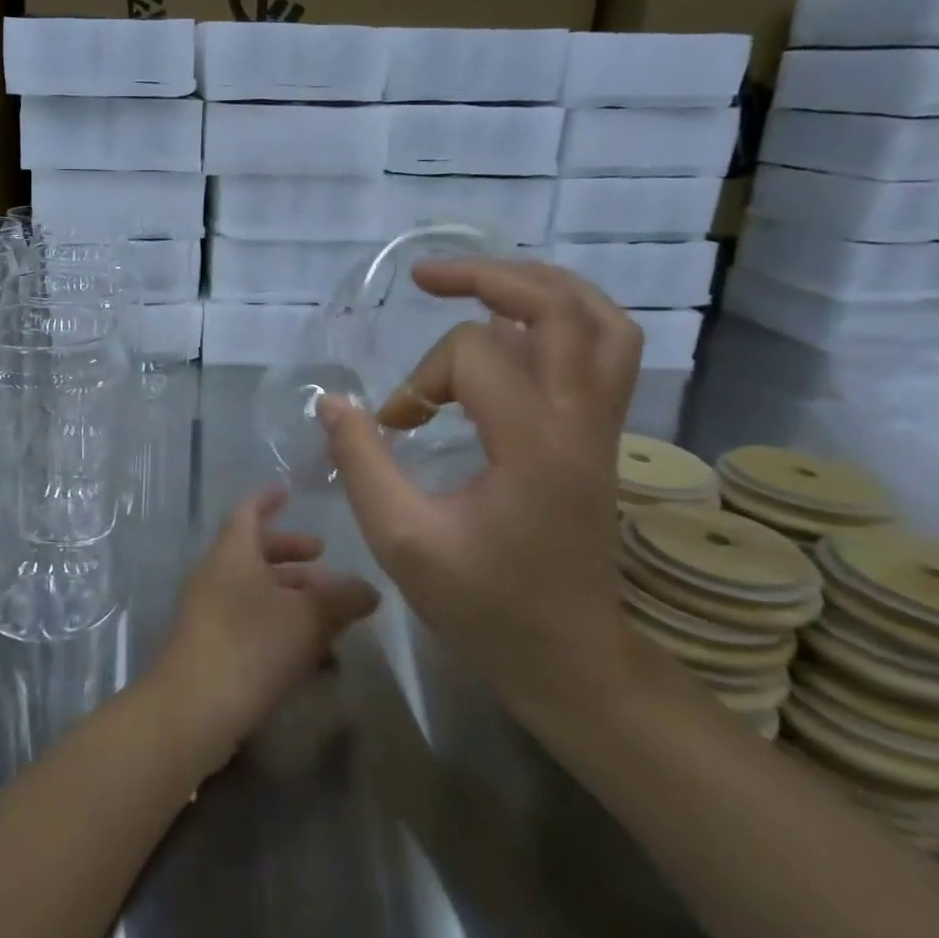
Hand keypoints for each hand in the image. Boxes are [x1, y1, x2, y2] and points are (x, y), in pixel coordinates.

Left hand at [145, 487, 378, 774]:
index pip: (248, 511)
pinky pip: (249, 620)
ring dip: (291, 593)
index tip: (287, 492)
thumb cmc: (252, 644)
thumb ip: (343, 599)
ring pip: (255, 589)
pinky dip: (279, 623)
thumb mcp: (309, 618)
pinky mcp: (211, 645)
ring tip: (330, 611)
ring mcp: (209, 611)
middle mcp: (216, 574)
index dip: (268, 499)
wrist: (194, 708)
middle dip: (291, 554)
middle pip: (254, 551)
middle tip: (324, 557)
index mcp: (233, 552)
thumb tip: (369, 590)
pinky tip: (311, 651)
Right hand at [317, 260, 642, 715]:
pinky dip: (565, 319)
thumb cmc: (486, 608)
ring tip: (484, 283)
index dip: (418, 382)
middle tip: (429, 277)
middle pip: (556, 306)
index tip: (391, 427)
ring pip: (599, 319)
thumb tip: (333, 402)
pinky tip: (521, 330)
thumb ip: (362, 463)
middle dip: (487, 278)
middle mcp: (581, 420)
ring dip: (539, 287)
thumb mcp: (403, 541)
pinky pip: (606, 349)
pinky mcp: (603, 437)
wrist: (571, 660)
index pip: (474, 357)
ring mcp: (602, 426)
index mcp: (535, 444)